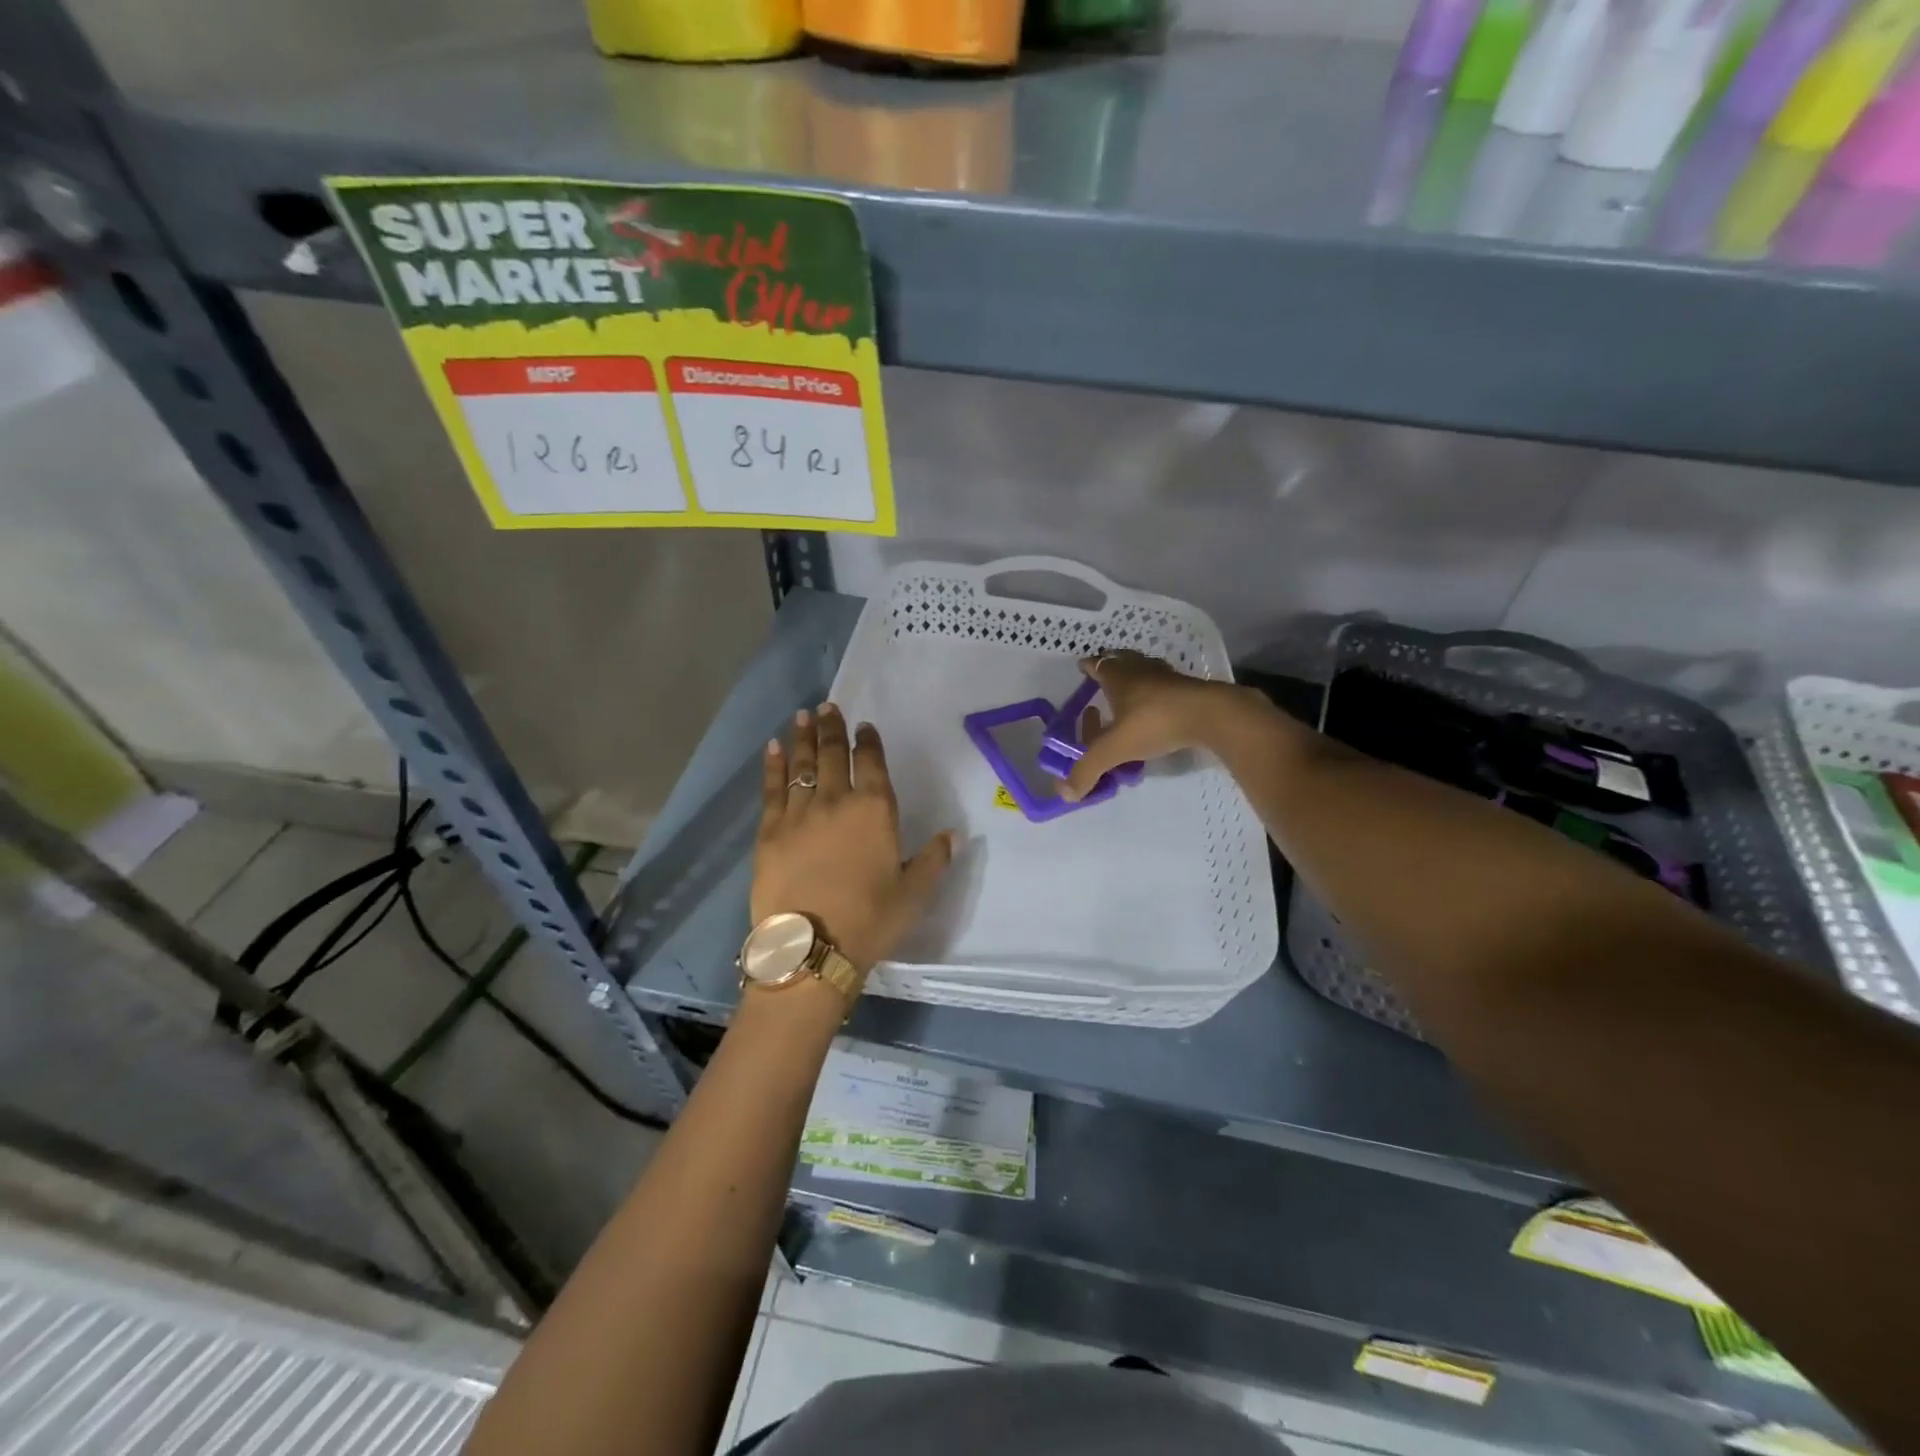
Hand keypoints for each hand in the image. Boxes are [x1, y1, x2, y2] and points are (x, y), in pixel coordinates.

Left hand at [753, 704, 957, 973]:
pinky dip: (773, 766)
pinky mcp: (769, 831)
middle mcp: (836, 801)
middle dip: (831, 729)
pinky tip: (773, 749)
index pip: (871, 763)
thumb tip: (953, 835)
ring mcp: (799, 814)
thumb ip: (934, 859)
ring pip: (801, 766)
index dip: (867, 742)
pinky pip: (772, 789)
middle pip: (832, 755)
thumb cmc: (870, 920)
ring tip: (803, 715)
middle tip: (827, 707)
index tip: (863, 727)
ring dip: (803, 738)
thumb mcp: (914, 893)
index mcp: (874, 810)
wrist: (811, 948)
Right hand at [1061, 651, 1244, 801]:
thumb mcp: (1115, 749)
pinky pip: (1166, 686)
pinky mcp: (1189, 688)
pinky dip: (1157, 692)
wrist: (1211, 715)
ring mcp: (1168, 677)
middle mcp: (1140, 670)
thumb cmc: (1155, 722)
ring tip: (1129, 695)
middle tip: (1103, 680)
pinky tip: (1158, 707)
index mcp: (1118, 676)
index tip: (1082, 668)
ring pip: (1145, 671)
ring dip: (1135, 679)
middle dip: (1111, 668)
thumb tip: (1065, 794)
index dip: (1088, 666)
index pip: (1097, 664)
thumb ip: (1088, 769)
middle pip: (1121, 661)